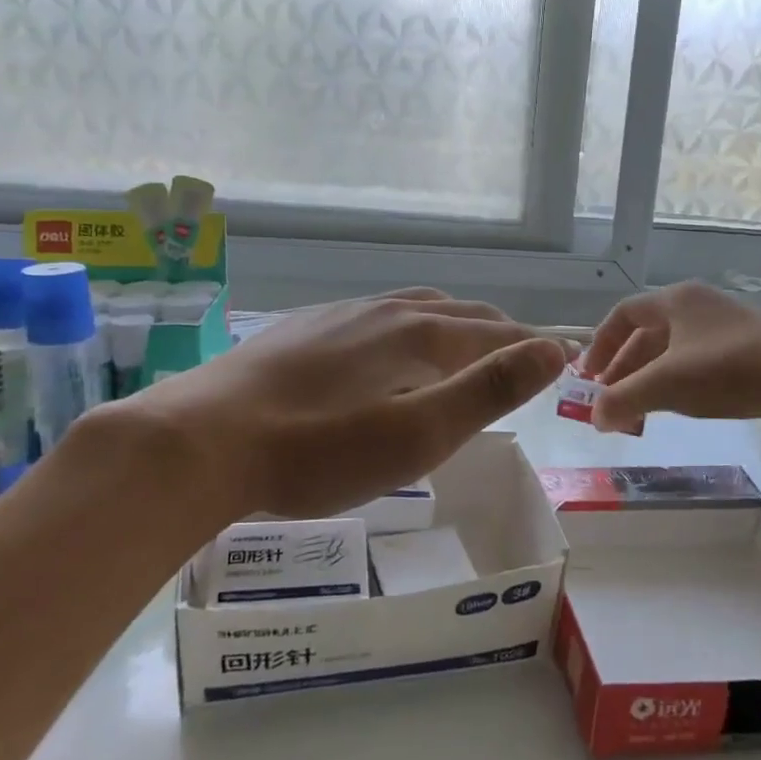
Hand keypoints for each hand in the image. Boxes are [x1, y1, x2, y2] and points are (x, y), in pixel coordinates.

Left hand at [124, 290, 567, 519]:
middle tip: (518, 355)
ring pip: (413, 309)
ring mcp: (339, 315)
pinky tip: (386, 350)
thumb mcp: (419, 432)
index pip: (494, 332)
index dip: (531, 347)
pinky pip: (374, 318)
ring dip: (451, 324)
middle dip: (496, 331)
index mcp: (419, 333)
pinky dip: (406, 329)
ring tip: (462, 345)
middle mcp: (385, 310)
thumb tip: (552, 351)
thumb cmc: (320, 450)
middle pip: (457, 312)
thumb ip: (489, 389)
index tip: (559, 359)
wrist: (202, 442)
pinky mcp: (302, 329)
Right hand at [580, 282, 760, 433]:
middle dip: (624, 367)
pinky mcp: (748, 349)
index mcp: (676, 300)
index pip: (623, 314)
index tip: (588, 376)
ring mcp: (726, 327)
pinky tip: (677, 406)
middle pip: (647, 333)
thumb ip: (623, 400)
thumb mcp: (666, 385)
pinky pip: (698, 362)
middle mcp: (699, 305)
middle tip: (609, 400)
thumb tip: (595, 418)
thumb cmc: (728, 371)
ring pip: (673, 350)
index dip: (601, 344)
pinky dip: (678, 382)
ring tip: (638, 409)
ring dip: (649, 377)